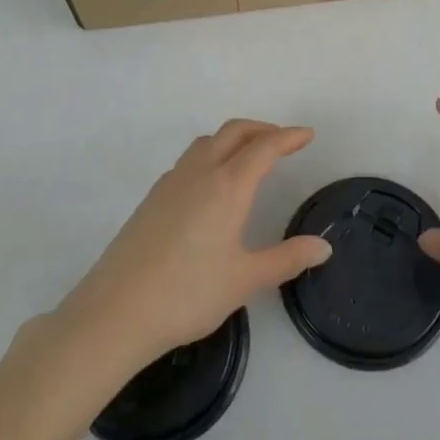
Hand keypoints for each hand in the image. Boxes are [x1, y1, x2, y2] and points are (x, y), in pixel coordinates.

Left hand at [51, 120, 331, 377]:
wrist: (116, 310)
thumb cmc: (188, 293)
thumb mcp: (245, 279)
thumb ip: (287, 259)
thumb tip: (323, 247)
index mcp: (228, 186)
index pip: (264, 147)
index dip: (288, 137)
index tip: (307, 134)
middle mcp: (200, 172)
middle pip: (234, 132)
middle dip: (262, 129)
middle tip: (283, 141)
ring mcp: (171, 181)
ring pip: (208, 142)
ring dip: (234, 139)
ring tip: (250, 157)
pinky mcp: (152, 197)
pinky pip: (190, 160)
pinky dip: (211, 155)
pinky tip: (212, 186)